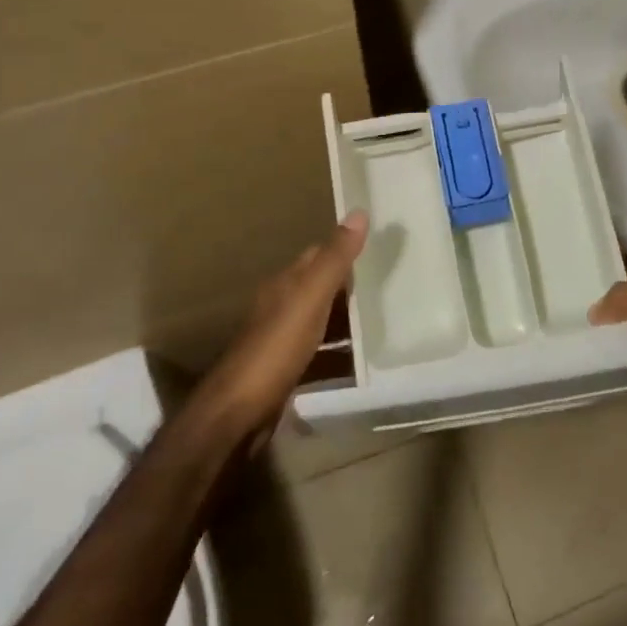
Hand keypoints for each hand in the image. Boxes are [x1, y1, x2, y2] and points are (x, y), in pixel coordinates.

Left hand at [204, 212, 368, 434]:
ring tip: (382, 317)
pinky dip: (337, 347)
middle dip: (348, 282)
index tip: (377, 246)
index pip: (317, 254)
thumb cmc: (276, 348)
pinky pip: (317, 349)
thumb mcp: (310, 298)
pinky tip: (357, 357)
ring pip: (318, 317)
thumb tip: (358, 212)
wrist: (238, 412)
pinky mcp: (284, 369)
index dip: (344, 248)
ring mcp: (280, 339)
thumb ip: (334, 258)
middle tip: (388, 282)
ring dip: (344, 315)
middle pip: (318, 285)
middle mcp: (280, 305)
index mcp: (285, 284)